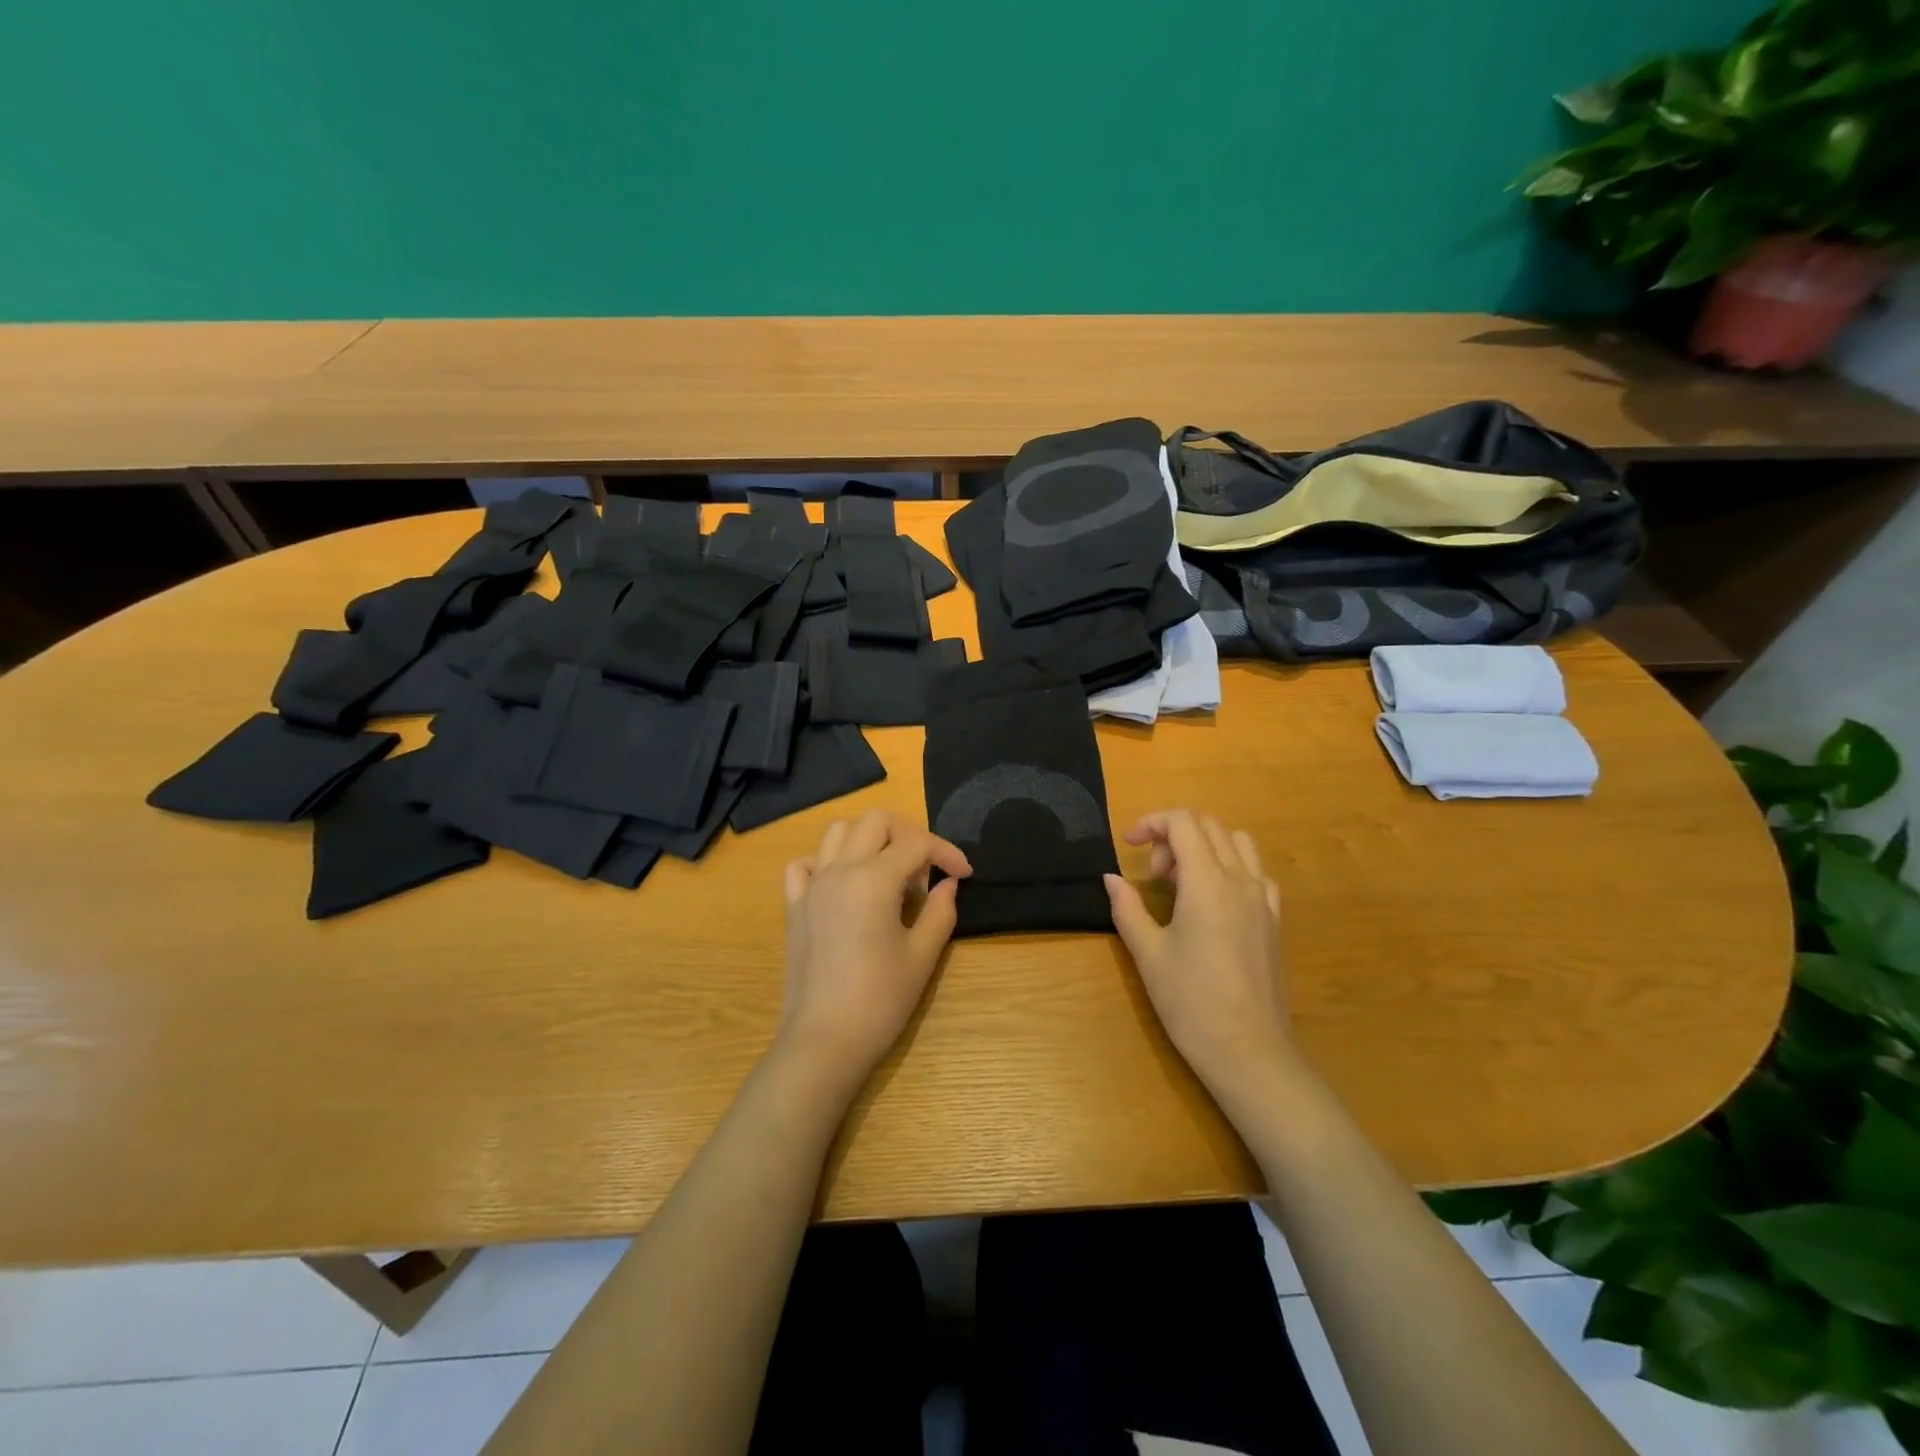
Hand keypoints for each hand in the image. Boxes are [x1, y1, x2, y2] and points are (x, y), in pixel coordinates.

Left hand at [776, 810, 971, 1082]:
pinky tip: (844, 884)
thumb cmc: (880, 1001)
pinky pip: (805, 864)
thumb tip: (947, 885)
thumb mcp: (922, 956)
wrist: (823, 1041)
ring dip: (868, 839)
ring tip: (888, 871)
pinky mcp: (794, 906)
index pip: (916, 843)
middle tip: (927, 869)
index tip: (964, 875)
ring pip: (837, 832)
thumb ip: (939, 912)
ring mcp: (812, 886)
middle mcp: (839, 870)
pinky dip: (827, 861)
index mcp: (874, 879)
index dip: (946, 852)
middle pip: (875, 821)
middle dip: (909, 834)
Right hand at [1104, 809, 1294, 1096]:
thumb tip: (1111, 878)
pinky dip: (1230, 868)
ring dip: (1204, 847)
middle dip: (1173, 835)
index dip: (1151, 822)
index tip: (1128, 845)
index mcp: (1206, 882)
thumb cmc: (1191, 1002)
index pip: (1183, 822)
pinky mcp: (1274, 920)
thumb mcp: (1148, 954)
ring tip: (1180, 882)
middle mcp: (1240, 880)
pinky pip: (1255, 873)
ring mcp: (1263, 899)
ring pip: (1237, 843)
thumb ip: (1127, 907)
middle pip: (1208, 827)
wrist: (1249, 1051)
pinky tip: (1212, 902)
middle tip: (1150, 874)